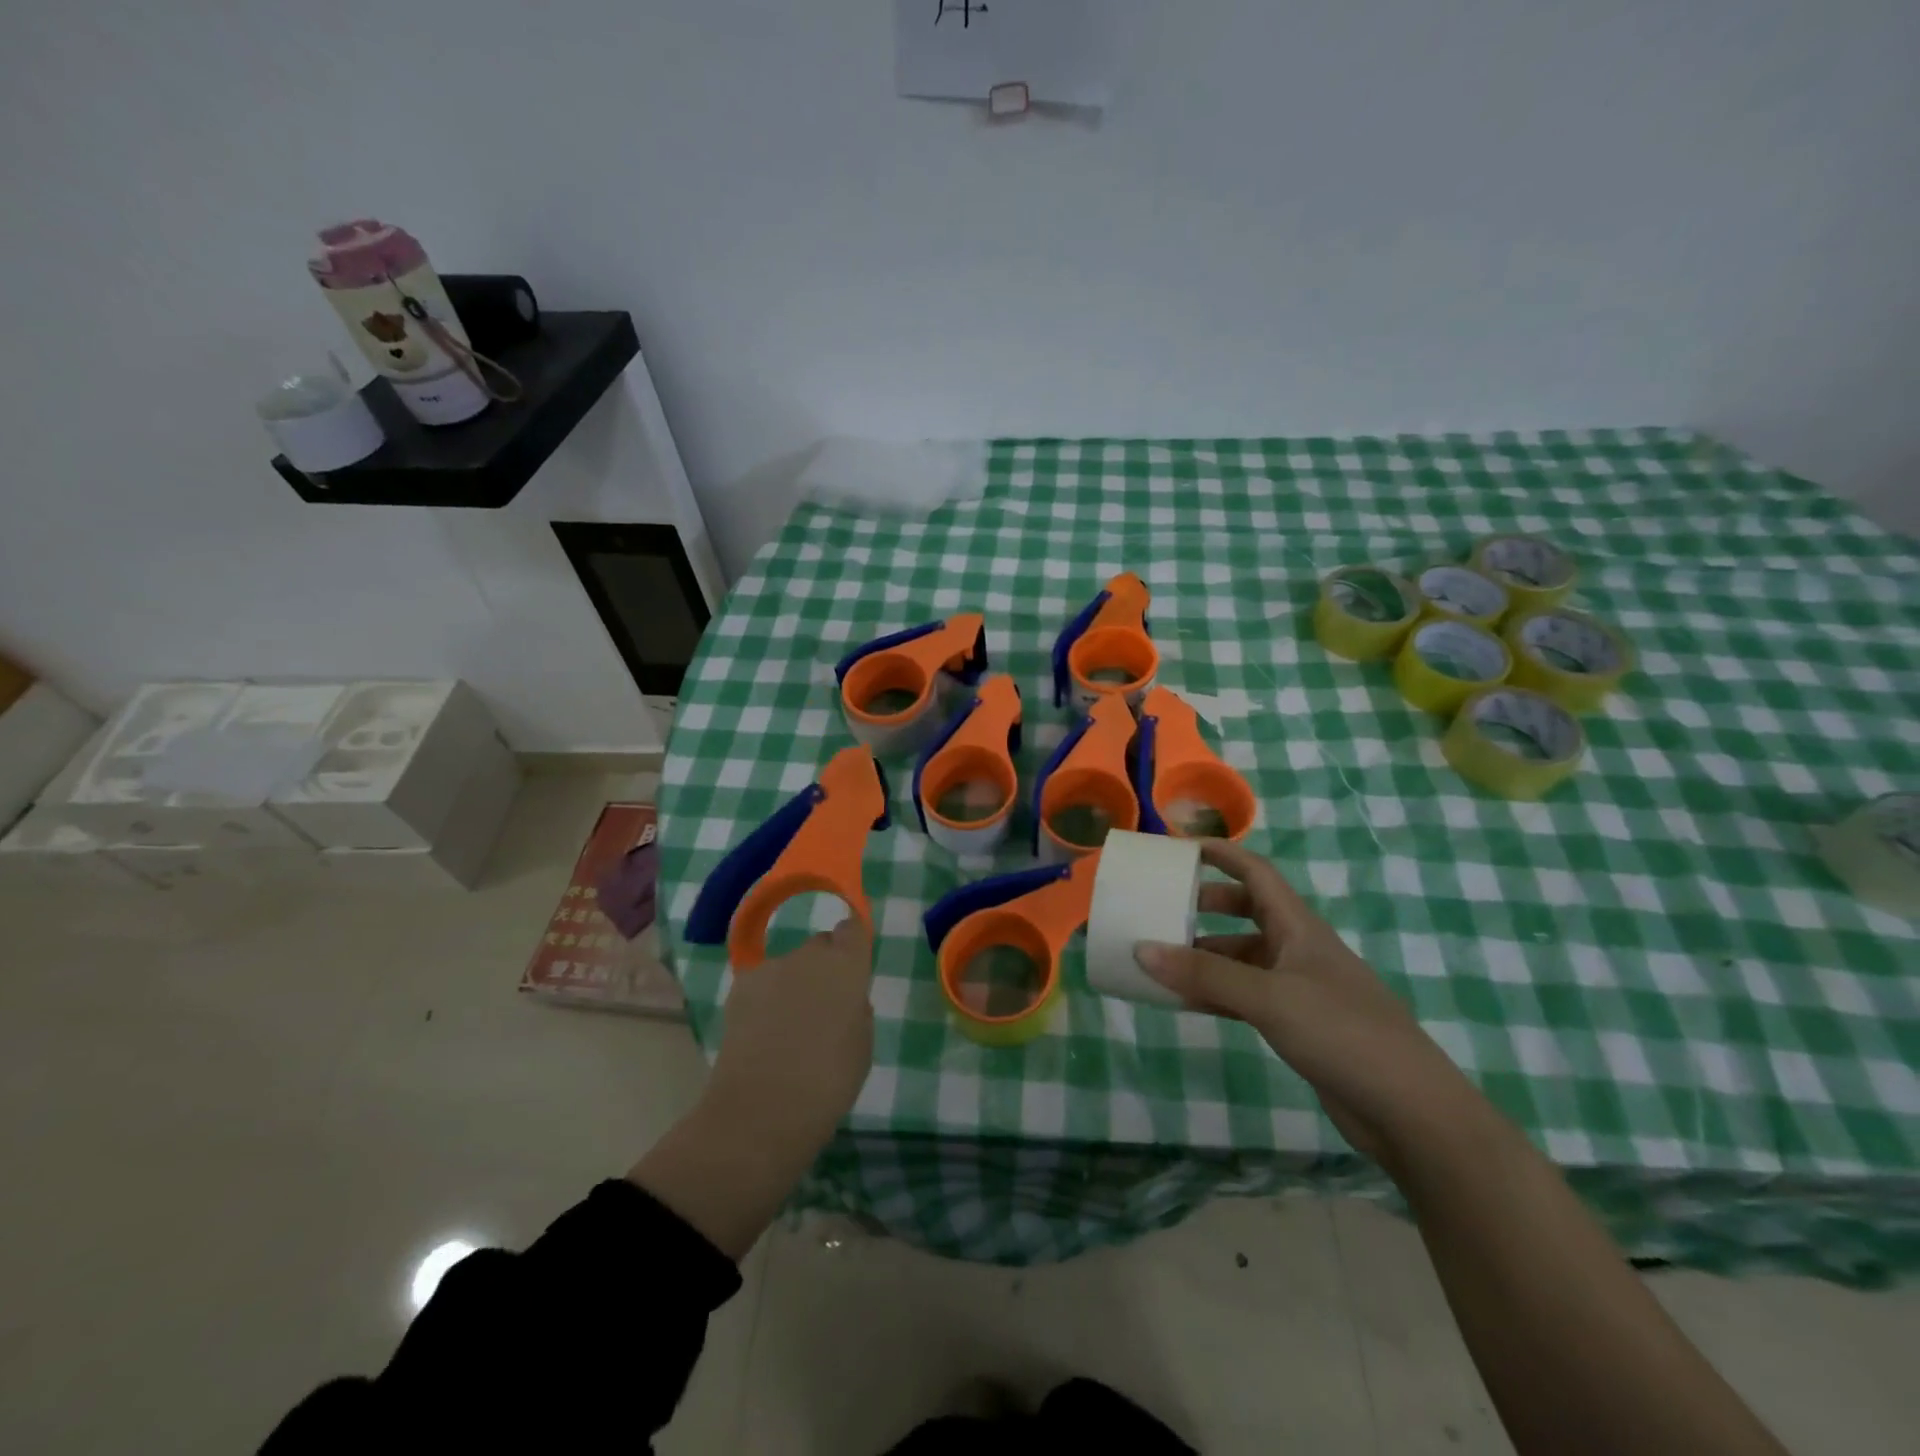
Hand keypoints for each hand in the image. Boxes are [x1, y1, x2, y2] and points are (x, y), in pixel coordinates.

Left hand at [703, 917, 875, 1155]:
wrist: (761, 1108)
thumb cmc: (828, 1081)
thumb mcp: (862, 1046)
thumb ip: (856, 1010)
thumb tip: (843, 1000)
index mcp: (846, 966)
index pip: (852, 929)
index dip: (852, 944)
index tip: (853, 967)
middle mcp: (808, 956)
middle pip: (820, 946)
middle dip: (824, 968)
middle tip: (823, 1008)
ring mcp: (770, 969)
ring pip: (788, 967)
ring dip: (792, 985)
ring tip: (788, 1029)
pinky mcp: (738, 988)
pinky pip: (761, 985)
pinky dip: (765, 1001)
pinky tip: (762, 1035)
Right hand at [1134, 840, 1469, 1160]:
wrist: (1409, 1110)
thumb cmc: (1342, 1032)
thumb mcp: (1268, 997)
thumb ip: (1205, 974)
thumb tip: (1141, 950)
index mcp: (1298, 926)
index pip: (1255, 872)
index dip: (1220, 854)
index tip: (1178, 848)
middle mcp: (1298, 949)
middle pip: (1246, 911)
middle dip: (1205, 905)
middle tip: (1162, 908)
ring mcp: (1299, 988)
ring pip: (1242, 957)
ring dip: (1204, 955)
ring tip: (1160, 960)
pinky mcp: (1298, 1024)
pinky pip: (1245, 995)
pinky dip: (1215, 993)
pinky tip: (1185, 1001)